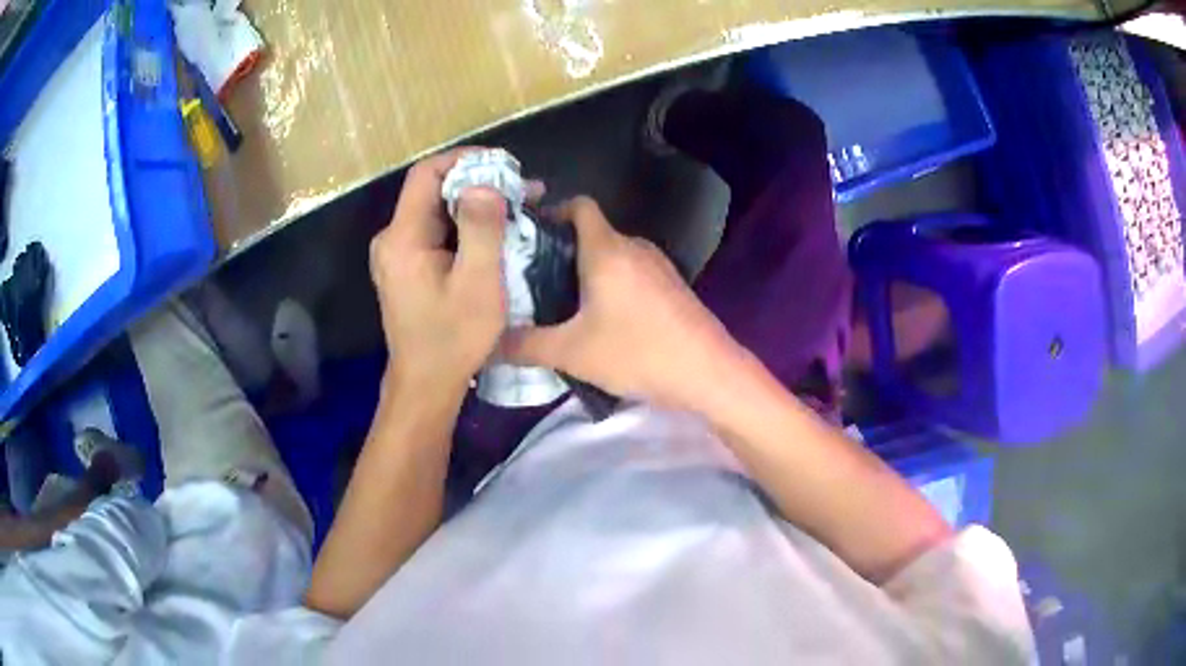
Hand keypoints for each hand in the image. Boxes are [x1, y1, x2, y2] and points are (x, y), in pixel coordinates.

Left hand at [370, 149, 507, 394]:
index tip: (504, 165)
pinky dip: (464, 228)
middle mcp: (391, 239)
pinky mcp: (405, 269)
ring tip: (518, 210)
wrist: (426, 385)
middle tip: (522, 192)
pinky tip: (494, 235)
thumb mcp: (478, 282)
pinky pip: (434, 234)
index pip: (426, 173)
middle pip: (432, 191)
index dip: (464, 160)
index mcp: (403, 237)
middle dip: (477, 184)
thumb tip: (483, 183)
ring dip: (474, 206)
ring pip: (436, 212)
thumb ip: (480, 227)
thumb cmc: (453, 338)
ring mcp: (396, 255)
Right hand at [501, 196, 748, 409]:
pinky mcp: (671, 285)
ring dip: (585, 270)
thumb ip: (525, 346)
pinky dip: (609, 283)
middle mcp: (633, 246)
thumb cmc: (638, 353)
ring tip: (559, 301)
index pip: (578, 205)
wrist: (708, 373)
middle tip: (530, 279)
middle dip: (560, 250)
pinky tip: (598, 318)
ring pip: (611, 254)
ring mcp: (657, 265)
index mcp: (607, 249)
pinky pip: (630, 271)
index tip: (526, 237)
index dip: (551, 212)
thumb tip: (488, 344)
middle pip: (591, 232)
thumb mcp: (572, 352)